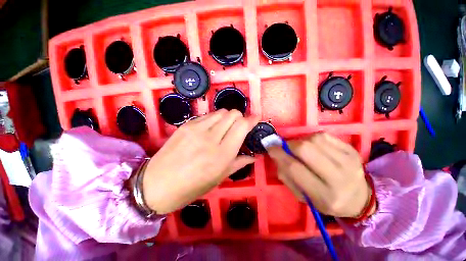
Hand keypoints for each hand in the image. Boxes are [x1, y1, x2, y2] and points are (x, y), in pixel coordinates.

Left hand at [141, 109, 258, 213]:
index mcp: (222, 154)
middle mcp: (211, 138)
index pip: (242, 126)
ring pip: (221, 112)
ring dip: (227, 117)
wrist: (157, 184)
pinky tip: (211, 129)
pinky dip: (215, 119)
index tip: (256, 118)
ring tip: (225, 128)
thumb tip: (254, 156)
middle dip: (240, 118)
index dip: (252, 119)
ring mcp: (197, 129)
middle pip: (233, 114)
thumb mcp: (219, 178)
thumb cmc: (192, 187)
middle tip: (239, 127)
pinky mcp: (186, 125)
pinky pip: (207, 115)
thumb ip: (239, 163)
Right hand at [267, 133, 374, 217]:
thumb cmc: (326, 200)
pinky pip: (324, 135)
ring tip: (301, 149)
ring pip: (314, 139)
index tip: (270, 147)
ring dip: (301, 141)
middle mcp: (339, 178)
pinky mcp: (352, 150)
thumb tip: (276, 154)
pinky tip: (313, 146)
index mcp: (324, 195)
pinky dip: (312, 138)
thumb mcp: (302, 196)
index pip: (294, 168)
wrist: (359, 198)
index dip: (278, 154)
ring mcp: (349, 161)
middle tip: (285, 147)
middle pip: (305, 149)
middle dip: (289, 145)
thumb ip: (286, 175)